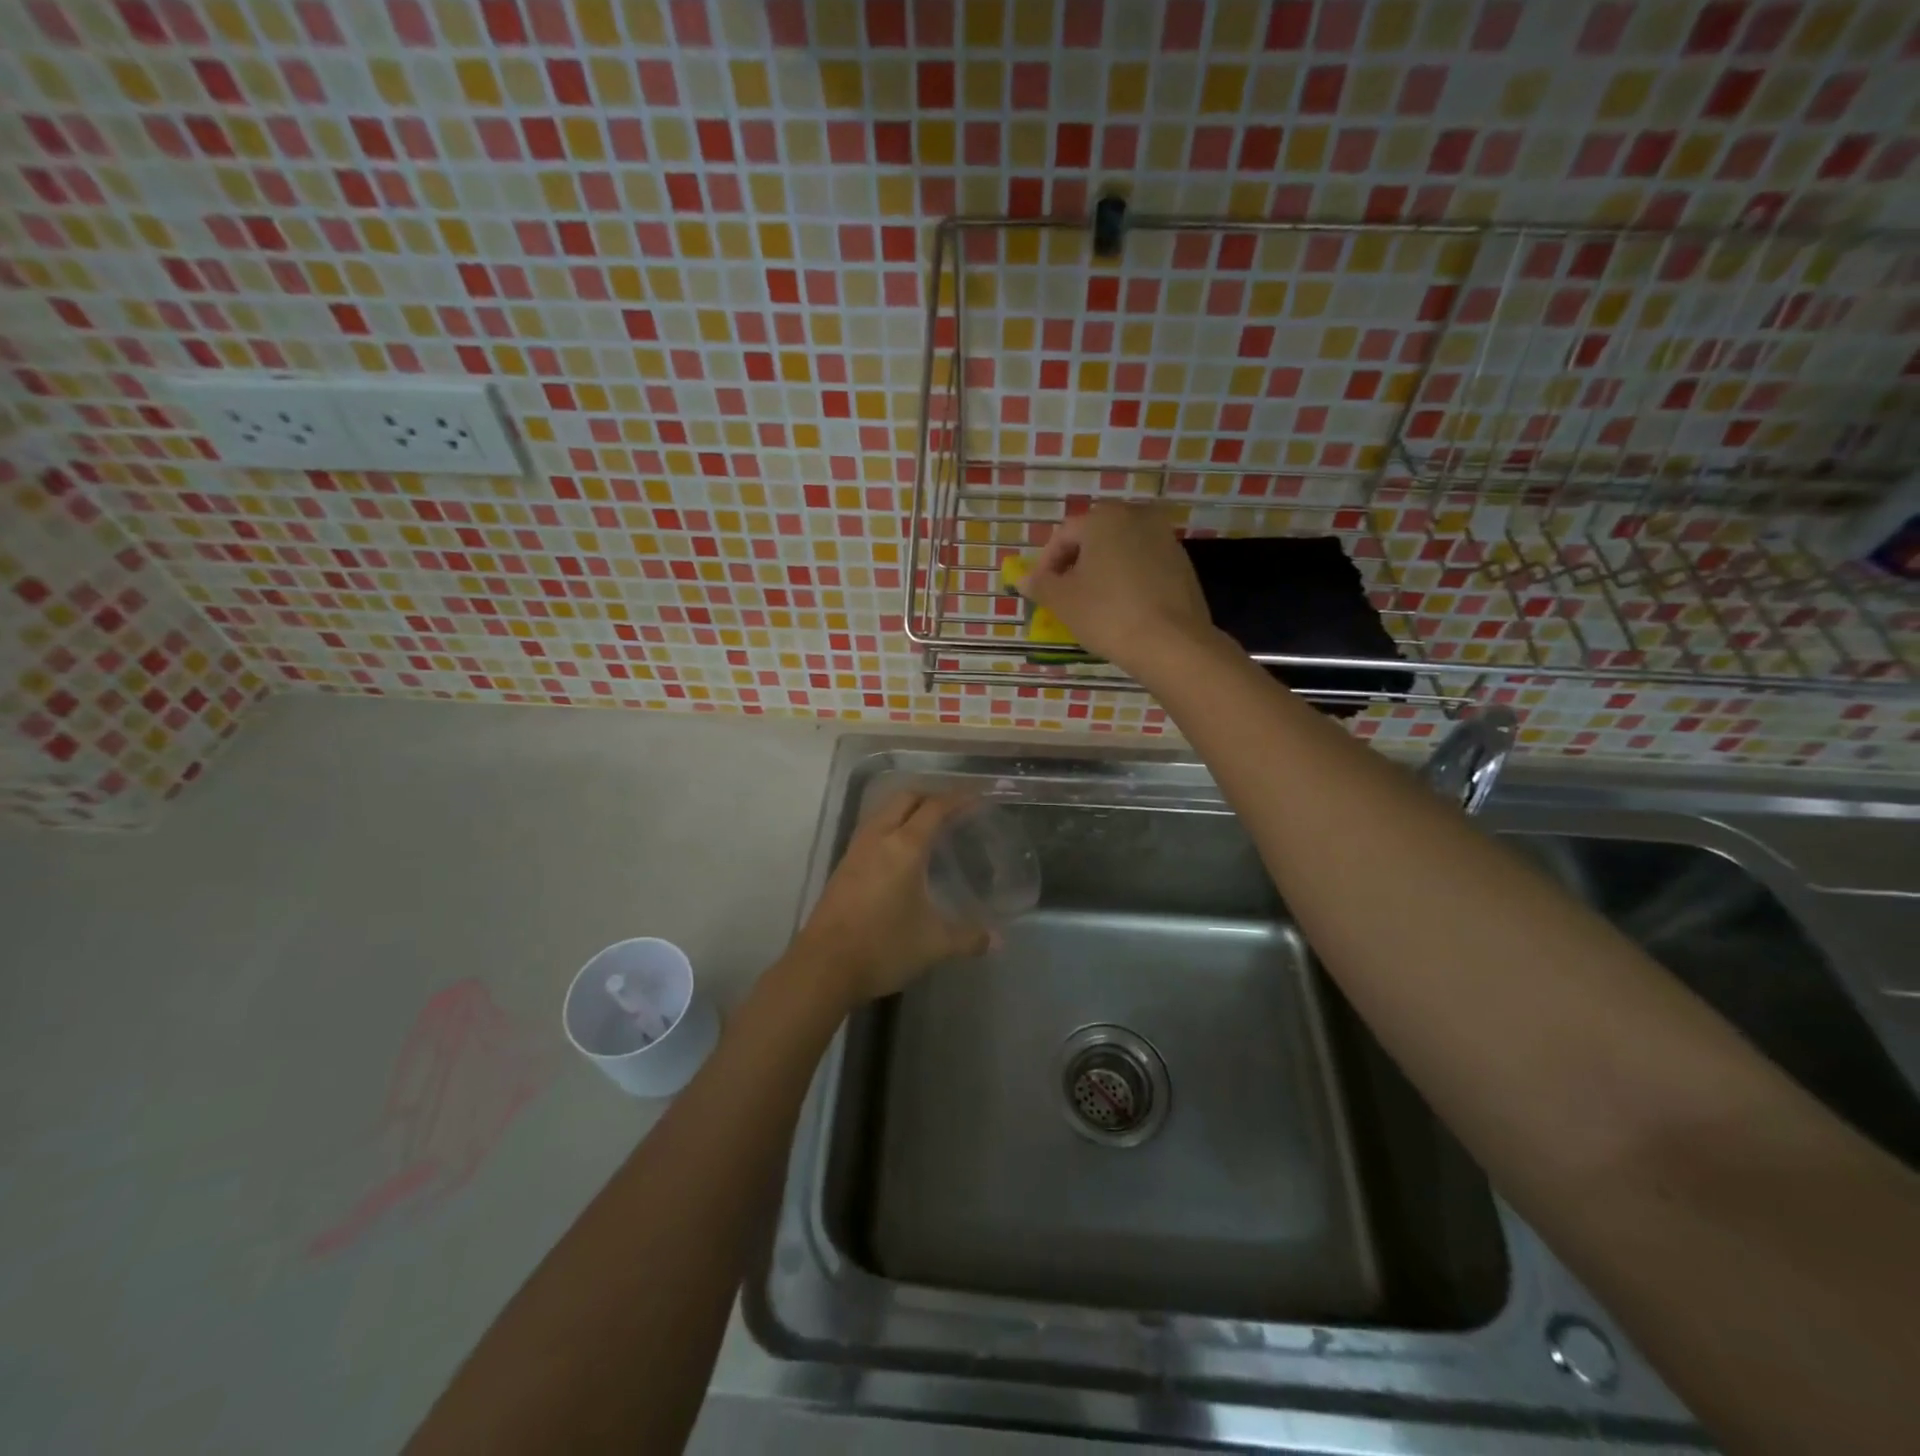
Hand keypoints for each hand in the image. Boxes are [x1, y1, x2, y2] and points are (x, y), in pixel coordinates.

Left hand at [792, 790, 990, 1004]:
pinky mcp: (842, 866)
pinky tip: (899, 851)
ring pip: (883, 811)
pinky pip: (871, 829)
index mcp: (904, 846)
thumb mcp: (933, 944)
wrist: (823, 967)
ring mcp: (856, 850)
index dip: (959, 797)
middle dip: (931, 795)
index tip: (979, 796)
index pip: (935, 808)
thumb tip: (998, 940)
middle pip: (905, 798)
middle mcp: (878, 838)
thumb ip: (968, 938)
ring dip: (907, 808)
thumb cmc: (883, 947)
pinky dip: (890, 825)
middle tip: (955, 807)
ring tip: (928, 824)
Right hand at [1015, 504, 1213, 673]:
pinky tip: (1121, 608)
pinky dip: (1127, 580)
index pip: (1063, 535)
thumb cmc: (1107, 614)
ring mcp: (1165, 538)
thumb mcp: (1063, 601)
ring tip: (1091, 604)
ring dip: (1102, 571)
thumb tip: (1023, 578)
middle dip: (1075, 564)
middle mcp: (1137, 517)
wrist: (1171, 643)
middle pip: (1094, 538)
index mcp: (1104, 518)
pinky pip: (1143, 566)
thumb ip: (1040, 584)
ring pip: (1121, 551)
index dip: (1045, 564)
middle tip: (1064, 595)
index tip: (1039, 591)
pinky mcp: (1183, 564)